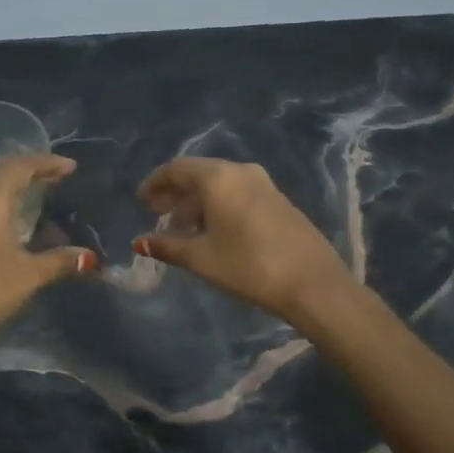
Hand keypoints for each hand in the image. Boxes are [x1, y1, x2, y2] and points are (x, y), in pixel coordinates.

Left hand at [0, 153, 96, 351]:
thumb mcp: (29, 274)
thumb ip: (60, 260)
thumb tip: (89, 257)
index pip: (21, 167)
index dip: (47, 163)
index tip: (71, 167)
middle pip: (0, 170)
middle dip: (29, 168)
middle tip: (55, 175)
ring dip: (11, 182)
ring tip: (36, 191)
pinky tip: (10, 217)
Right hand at [133, 157, 355, 325]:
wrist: (313, 283)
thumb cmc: (249, 266)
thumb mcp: (201, 258)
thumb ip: (167, 246)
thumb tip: (140, 242)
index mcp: (218, 177)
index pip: (177, 169)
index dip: (155, 183)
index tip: (141, 202)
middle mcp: (241, 171)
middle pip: (199, 174)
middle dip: (175, 193)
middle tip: (157, 215)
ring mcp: (264, 184)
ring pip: (220, 185)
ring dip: (197, 203)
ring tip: (182, 230)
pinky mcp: (278, 200)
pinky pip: (238, 193)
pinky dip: (218, 206)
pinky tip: (213, 232)